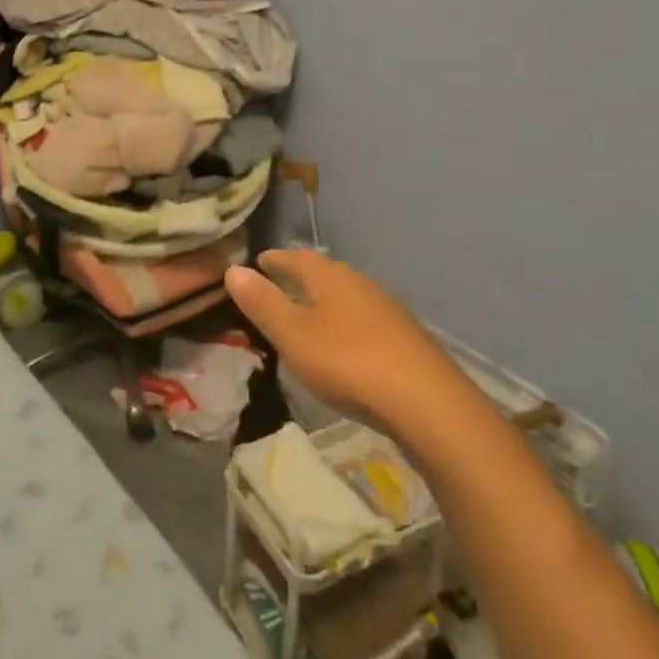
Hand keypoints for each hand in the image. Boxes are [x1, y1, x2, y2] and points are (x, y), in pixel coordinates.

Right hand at [225, 250, 461, 436]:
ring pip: (347, 294)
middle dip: (301, 275)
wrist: (426, 401)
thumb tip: (233, 269)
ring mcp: (386, 308)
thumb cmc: (347, 362)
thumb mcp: (293, 335)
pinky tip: (345, 340)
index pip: (296, 257)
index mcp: (330, 277)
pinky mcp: (404, 336)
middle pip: (324, 272)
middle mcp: (359, 283)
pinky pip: (364, 317)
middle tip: (280, 281)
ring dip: (325, 298)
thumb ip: (263, 303)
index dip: (275, 259)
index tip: (260, 260)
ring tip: (309, 310)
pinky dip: (346, 320)